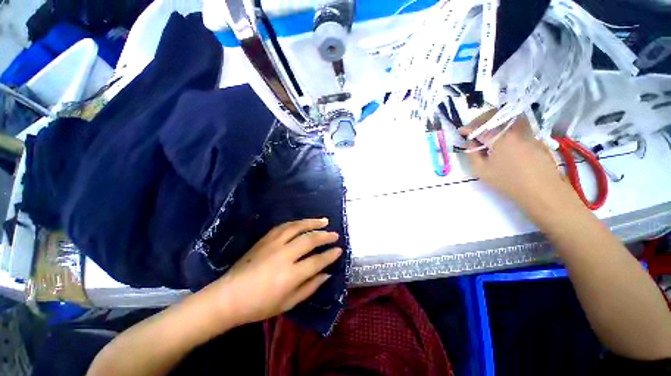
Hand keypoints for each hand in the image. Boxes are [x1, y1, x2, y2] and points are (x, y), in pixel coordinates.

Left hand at [203, 218, 341, 326]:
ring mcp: (273, 244)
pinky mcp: (264, 239)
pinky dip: (297, 223)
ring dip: (312, 222)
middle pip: (309, 240)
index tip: (339, 249)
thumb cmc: (259, 305)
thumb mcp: (288, 303)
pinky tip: (303, 222)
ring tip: (324, 221)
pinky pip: (284, 226)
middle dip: (325, 236)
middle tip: (335, 234)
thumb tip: (327, 274)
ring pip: (297, 227)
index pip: (317, 261)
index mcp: (290, 275)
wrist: (228, 297)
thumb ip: (310, 287)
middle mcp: (284, 255)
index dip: (330, 255)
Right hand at [460, 112, 578, 210]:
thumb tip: (470, 142)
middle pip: (497, 115)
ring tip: (488, 129)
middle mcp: (515, 130)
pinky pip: (519, 125)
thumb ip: (472, 154)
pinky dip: (507, 126)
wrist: (542, 190)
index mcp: (500, 138)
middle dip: (481, 119)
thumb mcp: (482, 171)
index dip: (468, 128)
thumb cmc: (508, 181)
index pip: (480, 127)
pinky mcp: (536, 138)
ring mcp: (528, 132)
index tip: (460, 131)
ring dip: (496, 120)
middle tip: (473, 127)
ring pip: (510, 117)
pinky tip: (504, 138)